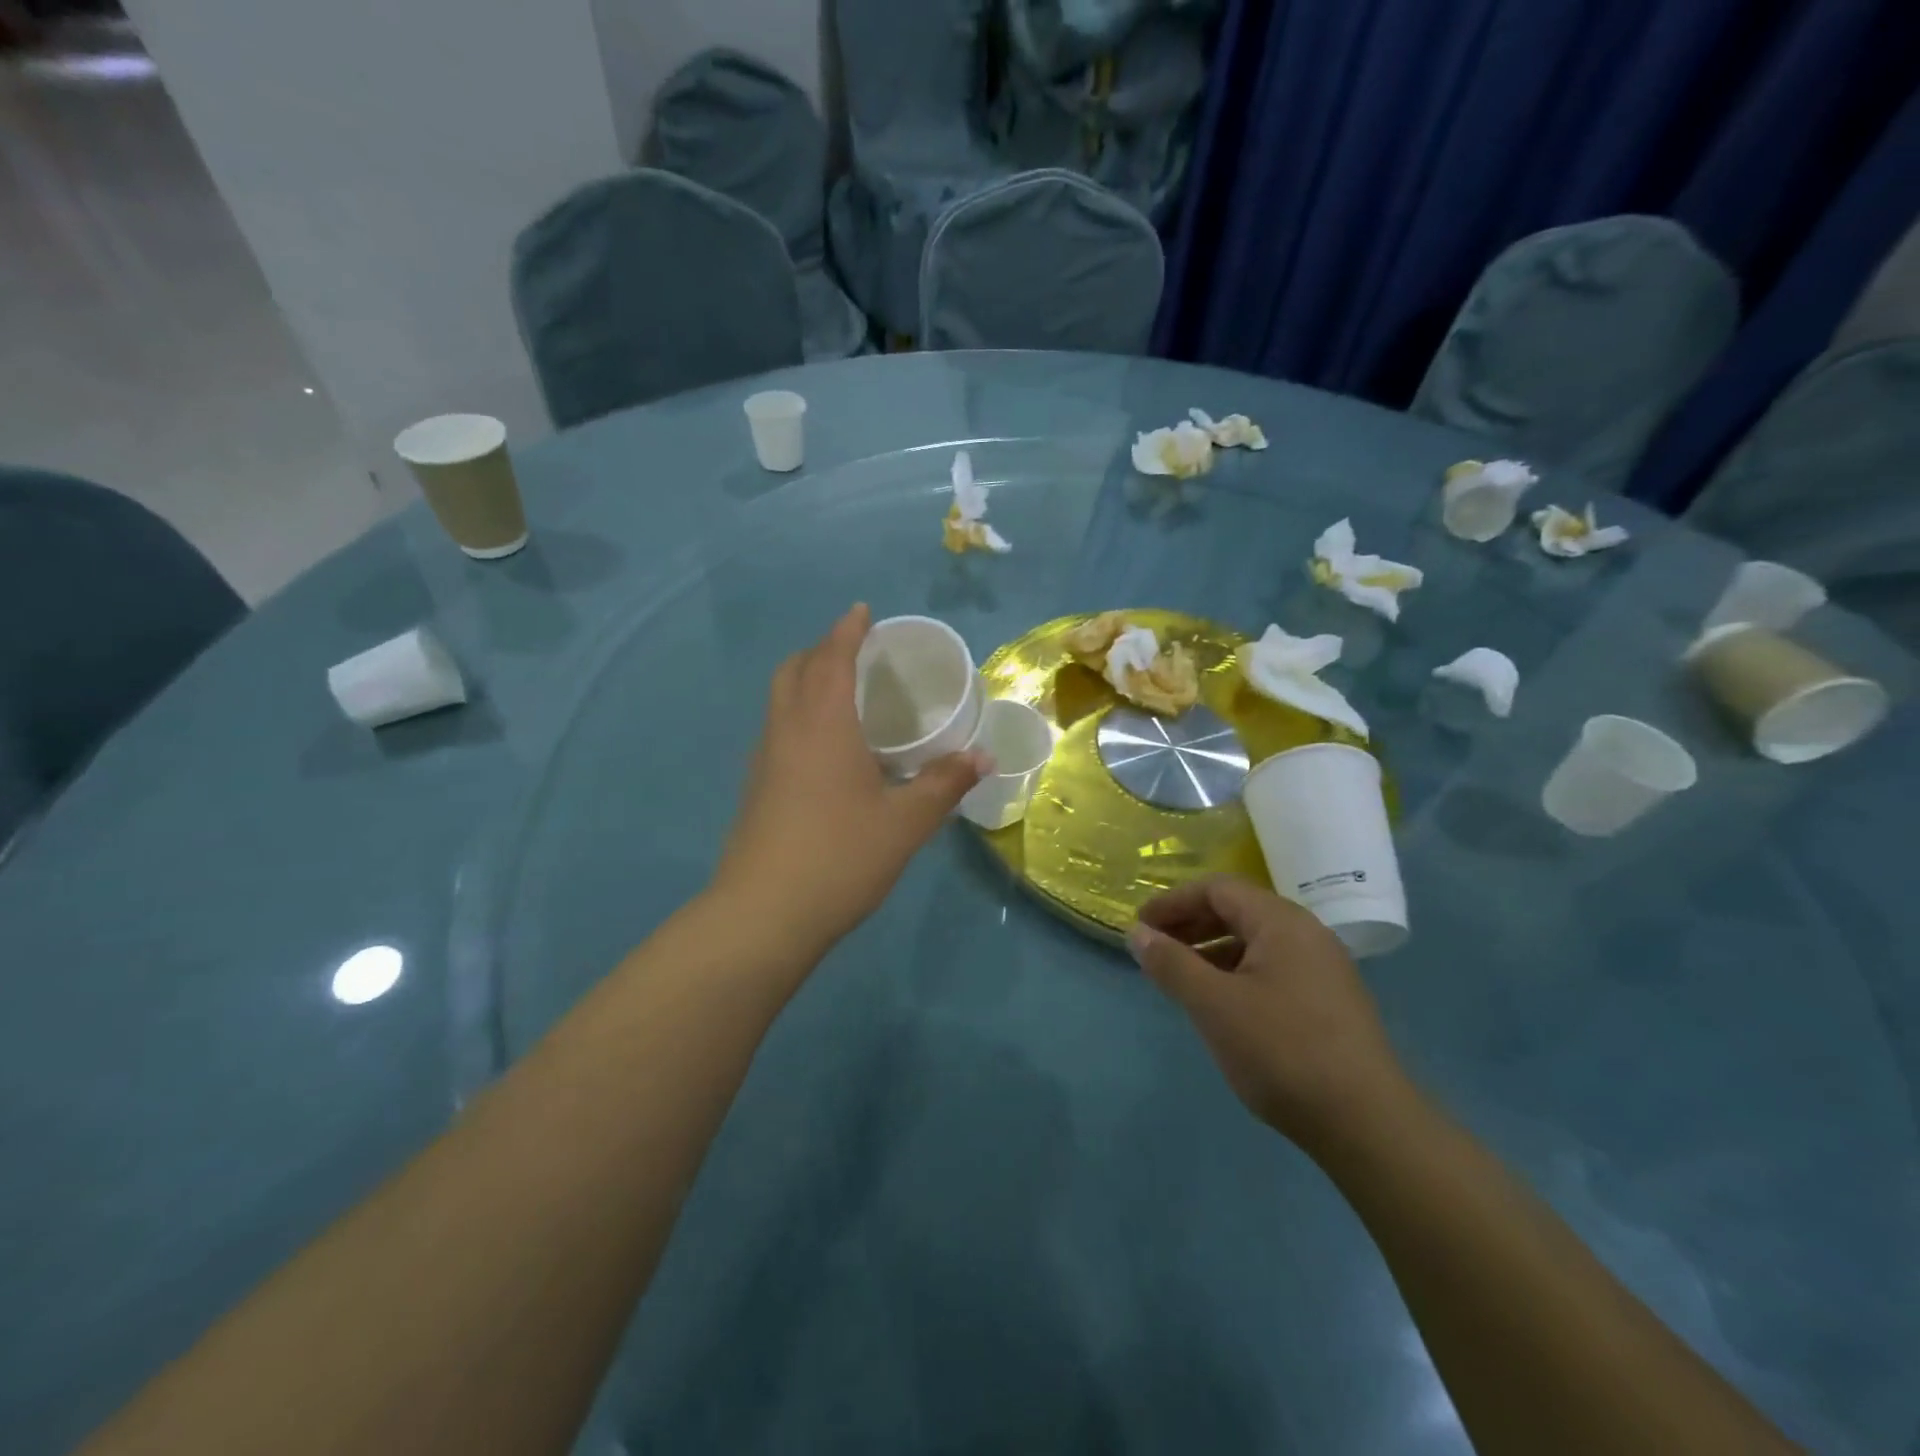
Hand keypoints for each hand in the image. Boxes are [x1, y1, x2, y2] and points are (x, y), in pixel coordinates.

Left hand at [714, 604, 987, 953]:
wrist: (764, 915)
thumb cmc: (841, 857)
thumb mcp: (905, 823)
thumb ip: (944, 784)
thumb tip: (982, 757)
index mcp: (822, 724)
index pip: (831, 658)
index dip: (847, 631)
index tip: (862, 611)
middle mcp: (786, 730)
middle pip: (795, 669)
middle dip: (821, 650)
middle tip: (855, 652)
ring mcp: (764, 759)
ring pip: (780, 700)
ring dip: (806, 681)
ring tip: (842, 693)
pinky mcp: (756, 788)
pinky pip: (777, 729)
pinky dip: (799, 715)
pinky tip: (826, 748)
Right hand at [1130, 876, 1408, 1150]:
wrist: (1368, 1124)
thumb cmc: (1282, 1051)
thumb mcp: (1213, 1004)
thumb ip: (1171, 963)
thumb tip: (1136, 933)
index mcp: (1281, 921)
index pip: (1216, 889)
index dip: (1172, 902)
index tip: (1140, 927)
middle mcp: (1306, 933)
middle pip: (1237, 910)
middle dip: (1190, 924)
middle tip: (1154, 949)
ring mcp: (1323, 968)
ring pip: (1254, 941)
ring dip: (1211, 950)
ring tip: (1180, 977)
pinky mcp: (1329, 1002)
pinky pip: (1272, 968)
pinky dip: (1236, 972)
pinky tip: (1221, 1004)